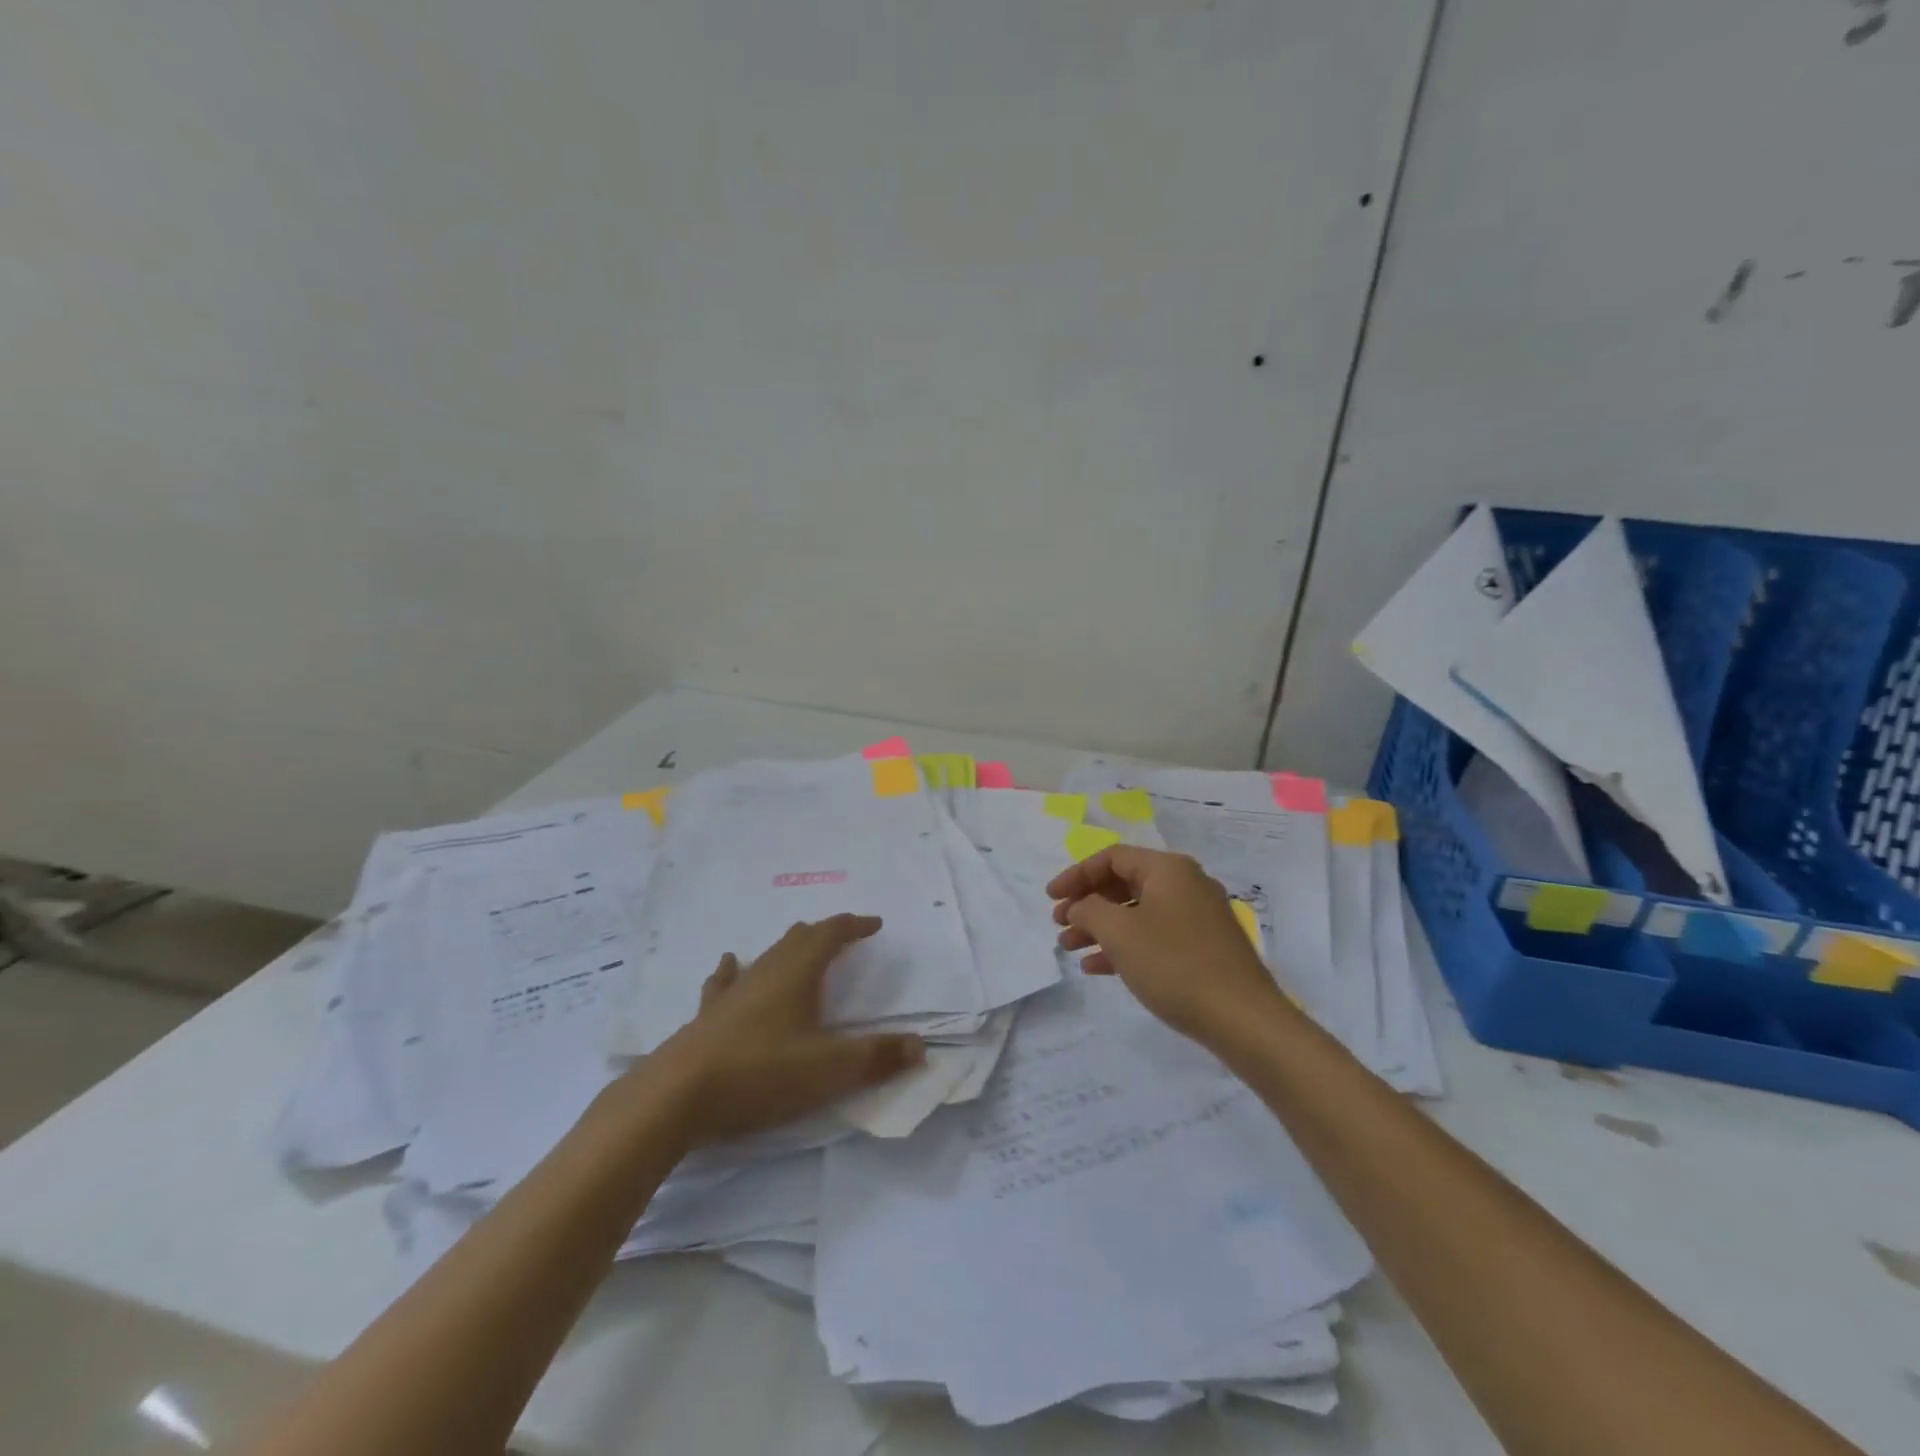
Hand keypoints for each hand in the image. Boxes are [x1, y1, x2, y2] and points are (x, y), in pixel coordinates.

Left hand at [647, 914, 926, 1145]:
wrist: (677, 1096)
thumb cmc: (761, 1073)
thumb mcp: (830, 1070)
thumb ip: (878, 1057)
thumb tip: (920, 1046)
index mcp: (798, 973)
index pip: (831, 934)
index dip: (854, 925)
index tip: (874, 924)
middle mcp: (766, 972)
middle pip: (799, 938)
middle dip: (825, 934)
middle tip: (844, 938)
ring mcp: (733, 992)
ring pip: (766, 956)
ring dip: (789, 948)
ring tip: (799, 948)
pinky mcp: (708, 1016)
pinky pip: (726, 982)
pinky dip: (736, 970)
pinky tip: (731, 965)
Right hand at [1048, 845, 1285, 1043]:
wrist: (1243, 1019)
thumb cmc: (1175, 965)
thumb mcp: (1120, 933)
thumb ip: (1089, 910)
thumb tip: (1080, 906)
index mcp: (1168, 869)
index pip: (1112, 858)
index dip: (1076, 875)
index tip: (1050, 898)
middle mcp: (1185, 884)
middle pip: (1124, 883)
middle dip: (1087, 903)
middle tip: (1059, 924)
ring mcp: (1198, 916)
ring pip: (1137, 912)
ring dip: (1100, 927)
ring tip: (1069, 948)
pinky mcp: (1204, 947)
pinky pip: (1154, 935)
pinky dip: (1125, 945)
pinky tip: (1097, 967)